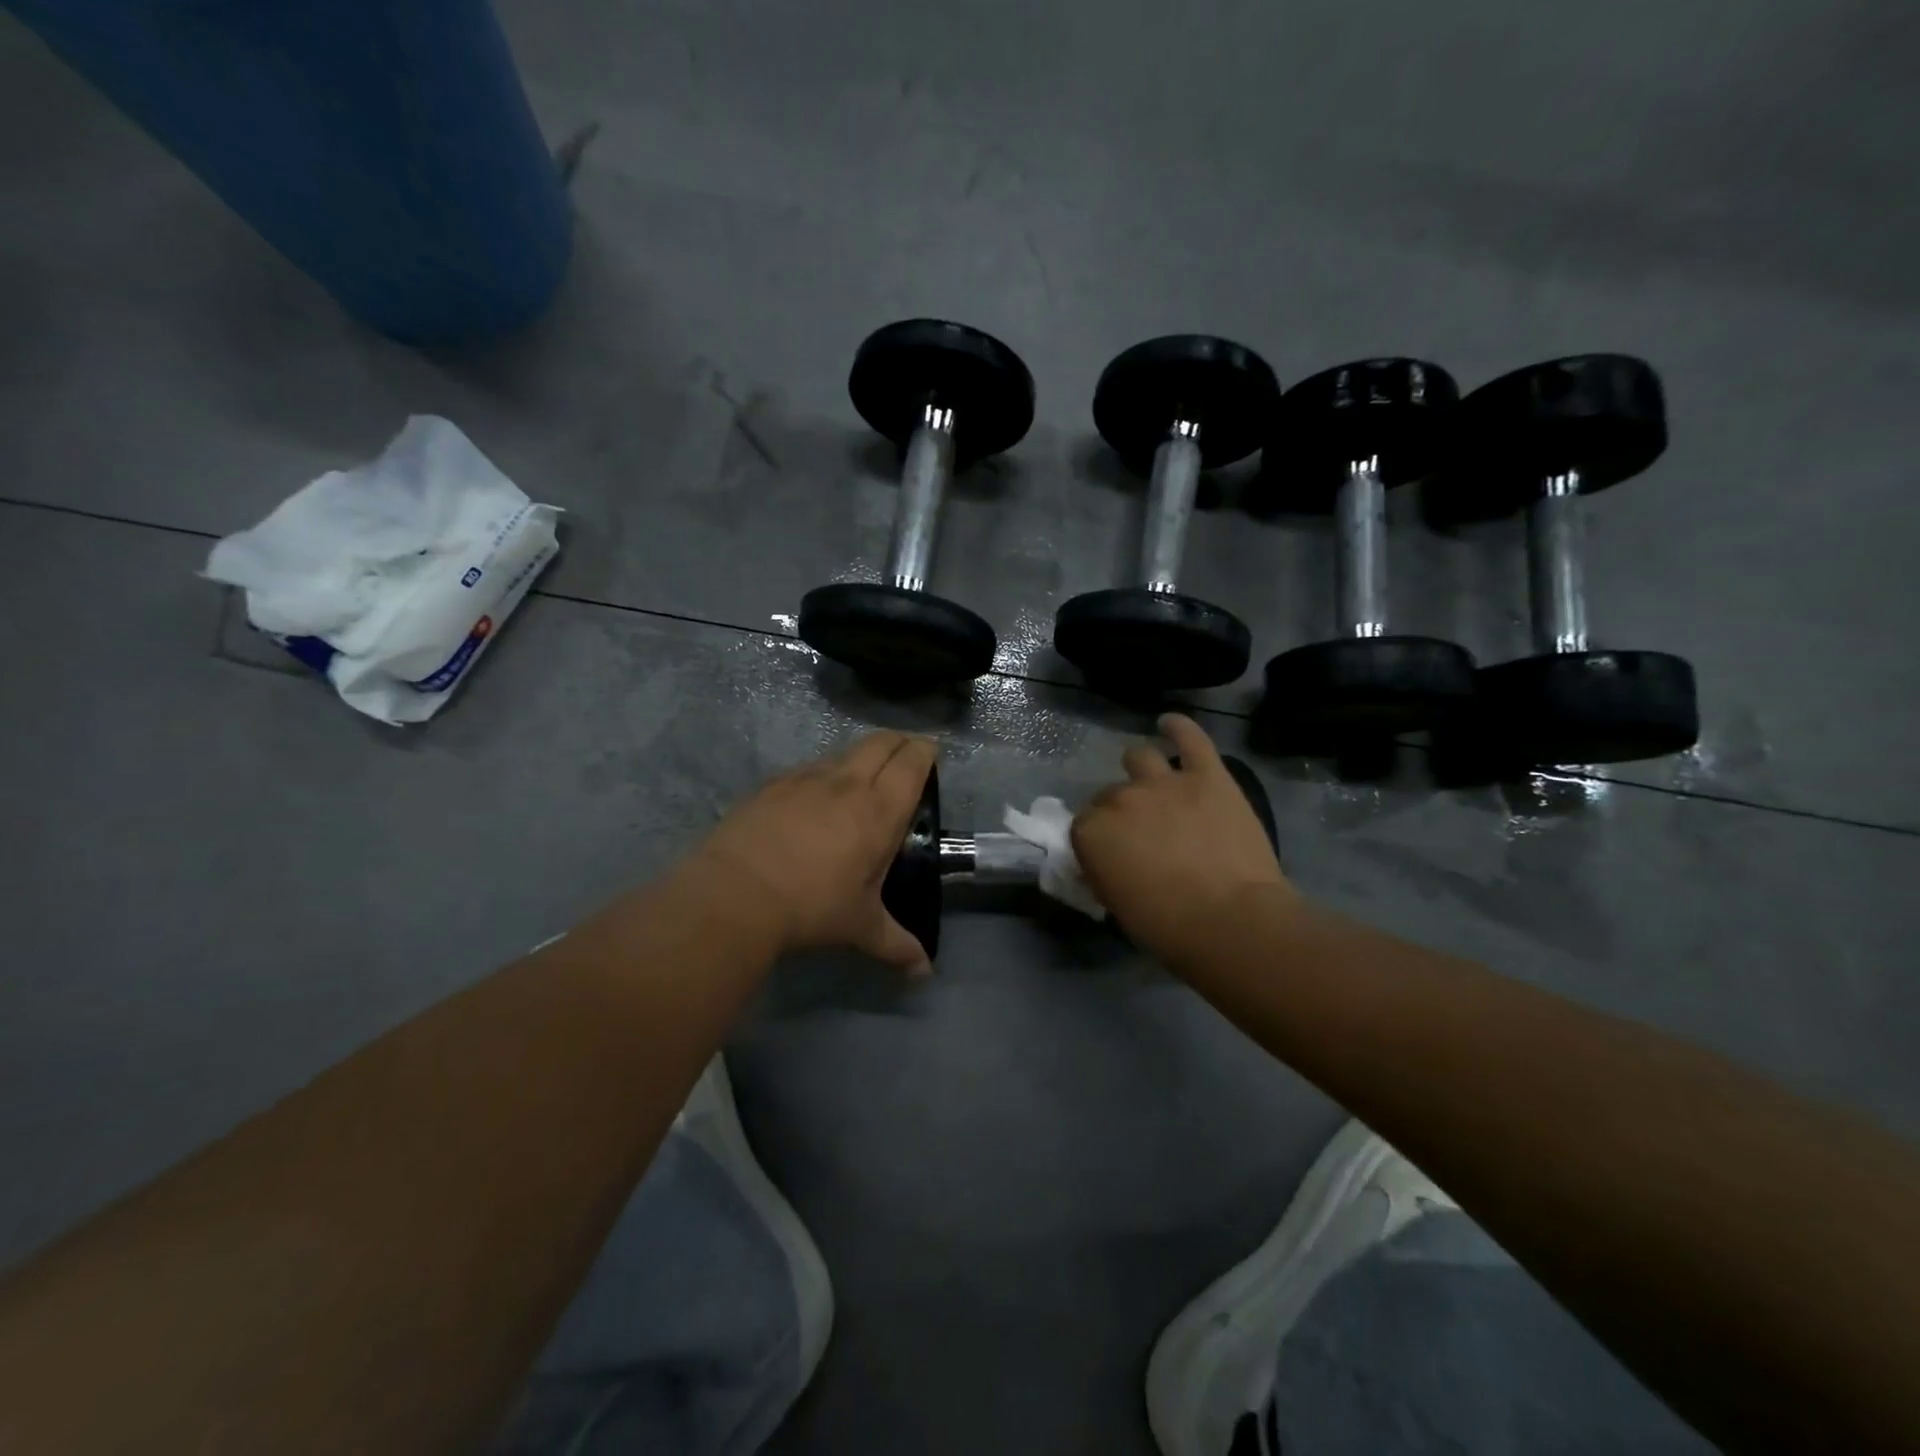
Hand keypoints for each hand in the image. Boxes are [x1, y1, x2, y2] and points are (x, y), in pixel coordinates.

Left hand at [687, 730, 937, 975]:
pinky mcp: (773, 784)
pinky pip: (808, 767)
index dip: (926, 750)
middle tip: (906, 756)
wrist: (735, 894)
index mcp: (879, 810)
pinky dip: (823, 773)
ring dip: (861, 756)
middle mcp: (847, 782)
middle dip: (900, 741)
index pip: (912, 761)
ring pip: (844, 750)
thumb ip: (897, 945)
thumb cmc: (811, 907)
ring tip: (862, 778)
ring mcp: (806, 778)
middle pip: (881, 741)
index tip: (932, 753)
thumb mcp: (860, 926)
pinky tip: (814, 797)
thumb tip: (923, 973)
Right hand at [1072, 714, 1291, 961]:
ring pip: (1140, 758)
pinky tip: (1170, 723)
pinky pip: (1191, 738)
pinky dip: (1179, 727)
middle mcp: (1121, 798)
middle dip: (1120, 811)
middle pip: (1110, 794)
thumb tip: (1104, 861)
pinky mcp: (1207, 776)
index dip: (1098, 840)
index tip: (1112, 856)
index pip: (1083, 825)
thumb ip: (1103, 872)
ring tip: (1151, 781)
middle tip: (1141, 834)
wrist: (1232, 920)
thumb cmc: (1168, 926)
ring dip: (1140, 769)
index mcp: (1092, 831)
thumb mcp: (1117, 906)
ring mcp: (1165, 782)